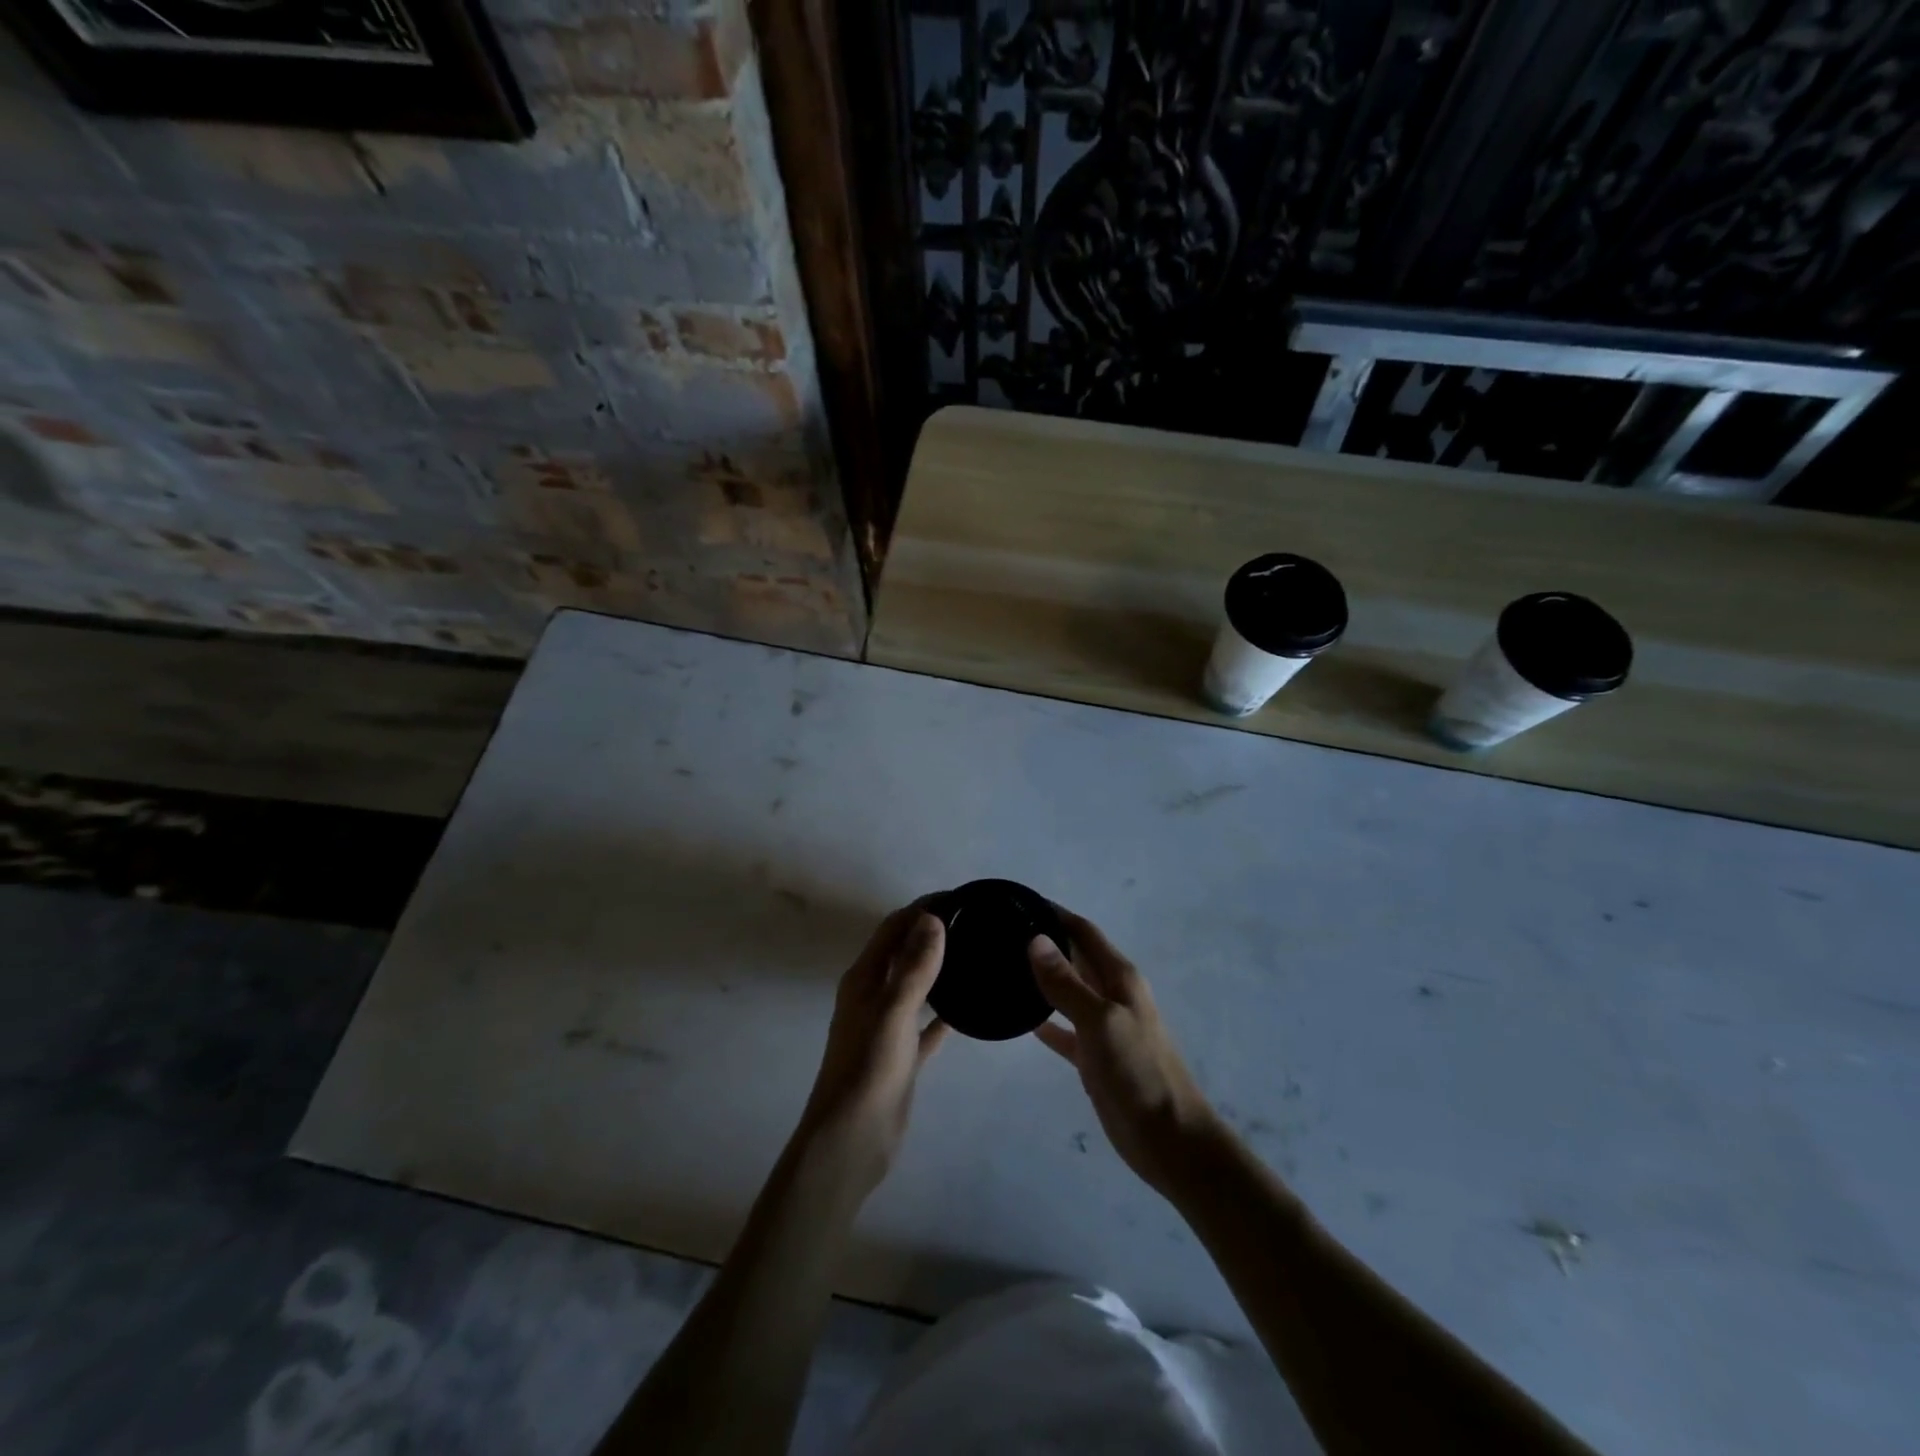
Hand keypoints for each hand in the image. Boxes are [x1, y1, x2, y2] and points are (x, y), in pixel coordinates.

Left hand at [795, 906, 949, 1196]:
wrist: (850, 1142)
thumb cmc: (868, 1070)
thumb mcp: (893, 1012)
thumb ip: (913, 966)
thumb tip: (932, 918)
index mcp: (863, 979)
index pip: (893, 928)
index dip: (921, 908)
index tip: (959, 897)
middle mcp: (872, 996)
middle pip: (903, 952)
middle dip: (931, 932)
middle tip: (974, 922)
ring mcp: (886, 1027)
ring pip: (915, 986)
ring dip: (938, 968)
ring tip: (975, 955)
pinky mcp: (901, 1056)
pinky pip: (926, 1025)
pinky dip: (944, 1012)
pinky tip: (969, 1008)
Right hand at [1030, 909, 1224, 1198]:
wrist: (1169, 1140)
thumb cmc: (1139, 1072)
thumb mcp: (1101, 1022)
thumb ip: (1067, 983)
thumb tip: (1035, 940)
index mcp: (1120, 977)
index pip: (1083, 931)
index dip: (1055, 914)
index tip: (1018, 903)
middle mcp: (1112, 994)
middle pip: (1075, 957)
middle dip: (1044, 943)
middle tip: (1000, 935)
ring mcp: (1103, 1026)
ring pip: (1068, 991)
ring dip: (1042, 979)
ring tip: (1002, 969)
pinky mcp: (1094, 1057)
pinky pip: (1064, 1029)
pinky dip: (1045, 1020)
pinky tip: (1020, 1018)